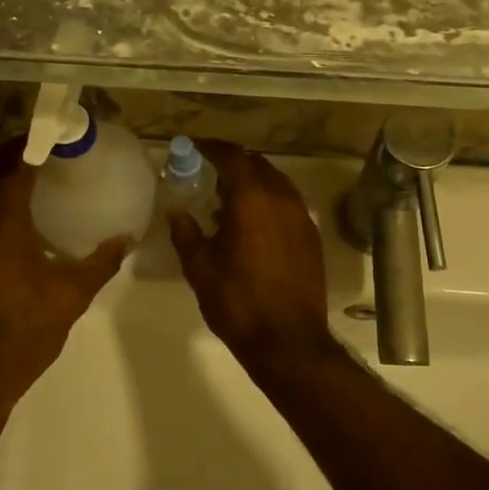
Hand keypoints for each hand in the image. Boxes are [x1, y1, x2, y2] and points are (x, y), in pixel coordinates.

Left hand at [0, 137, 128, 406]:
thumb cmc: (26, 331)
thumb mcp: (71, 296)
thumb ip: (100, 263)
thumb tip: (127, 239)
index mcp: (2, 227)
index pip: (13, 170)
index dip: (29, 146)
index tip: (48, 134)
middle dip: (6, 153)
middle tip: (36, 148)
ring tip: (23, 174)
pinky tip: (7, 217)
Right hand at [166, 141, 336, 369]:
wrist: (288, 341)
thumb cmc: (237, 302)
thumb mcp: (200, 267)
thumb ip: (186, 232)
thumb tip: (176, 210)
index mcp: (252, 199)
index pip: (232, 156)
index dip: (211, 148)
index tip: (194, 148)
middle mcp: (282, 198)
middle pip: (257, 164)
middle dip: (233, 163)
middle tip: (208, 172)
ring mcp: (302, 217)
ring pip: (276, 183)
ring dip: (252, 183)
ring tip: (227, 200)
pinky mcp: (312, 236)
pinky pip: (288, 204)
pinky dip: (268, 202)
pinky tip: (252, 224)